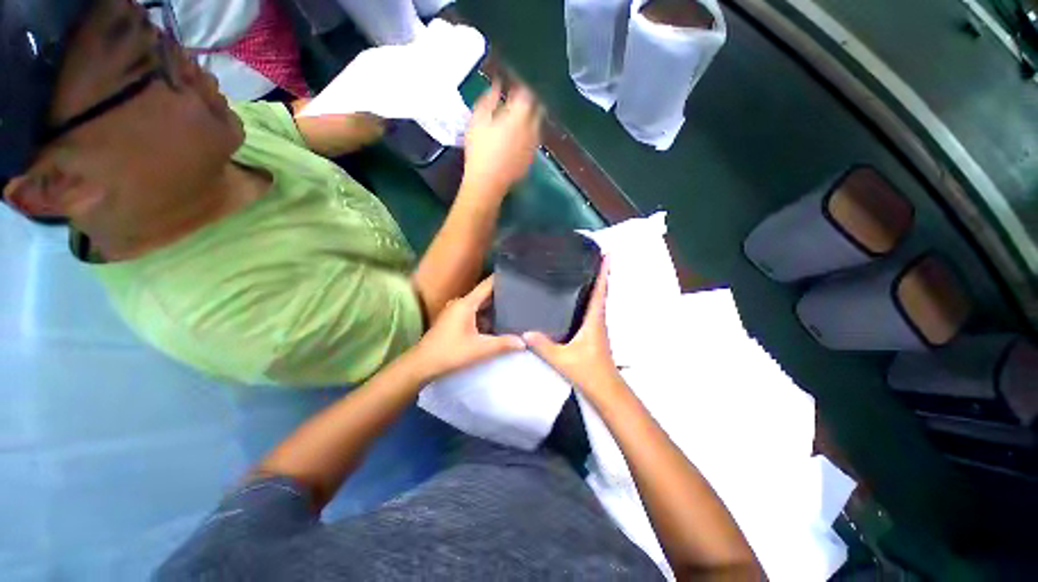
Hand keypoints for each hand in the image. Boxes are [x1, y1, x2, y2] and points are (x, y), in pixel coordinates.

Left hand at [411, 277, 525, 380]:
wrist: (421, 365)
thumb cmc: (450, 353)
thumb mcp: (480, 349)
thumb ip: (503, 344)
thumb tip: (524, 342)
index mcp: (466, 303)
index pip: (487, 285)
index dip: (503, 280)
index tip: (519, 278)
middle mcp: (461, 303)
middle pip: (485, 294)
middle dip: (502, 295)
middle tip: (522, 296)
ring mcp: (456, 312)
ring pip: (479, 305)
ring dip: (494, 307)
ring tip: (515, 308)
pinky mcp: (454, 321)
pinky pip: (474, 313)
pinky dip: (486, 316)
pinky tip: (498, 323)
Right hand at [462, 81, 542, 197]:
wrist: (487, 182)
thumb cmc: (480, 149)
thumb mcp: (478, 119)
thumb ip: (489, 99)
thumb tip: (497, 86)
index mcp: (520, 115)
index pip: (527, 93)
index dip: (520, 87)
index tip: (511, 86)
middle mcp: (532, 128)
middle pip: (537, 109)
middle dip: (529, 103)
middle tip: (515, 102)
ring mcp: (533, 146)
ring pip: (537, 126)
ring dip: (530, 119)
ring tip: (516, 121)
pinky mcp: (530, 160)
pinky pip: (533, 142)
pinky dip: (528, 136)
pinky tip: (517, 140)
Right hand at [524, 259, 620, 393]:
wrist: (605, 389)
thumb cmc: (588, 371)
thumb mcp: (562, 359)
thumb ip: (543, 346)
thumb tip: (525, 332)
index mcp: (594, 320)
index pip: (600, 291)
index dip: (604, 272)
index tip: (607, 254)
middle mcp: (599, 319)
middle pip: (601, 291)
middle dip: (600, 273)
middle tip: (592, 257)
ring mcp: (598, 326)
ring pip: (598, 300)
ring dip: (595, 284)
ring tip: (584, 271)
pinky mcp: (595, 333)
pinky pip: (593, 309)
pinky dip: (590, 297)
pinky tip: (577, 298)